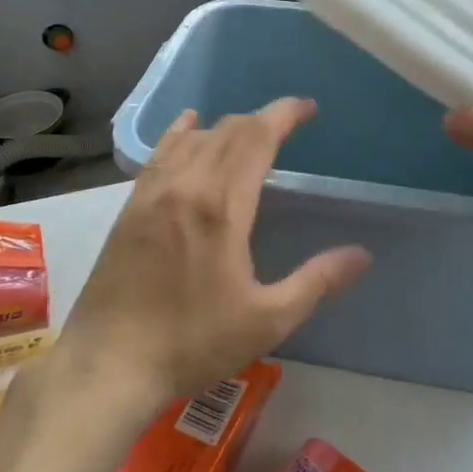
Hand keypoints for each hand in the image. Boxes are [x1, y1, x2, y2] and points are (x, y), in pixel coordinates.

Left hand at [59, 98, 370, 405]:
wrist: (110, 363)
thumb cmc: (194, 342)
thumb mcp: (267, 320)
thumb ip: (317, 281)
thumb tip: (362, 254)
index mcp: (223, 205)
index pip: (257, 137)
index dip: (284, 114)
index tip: (308, 107)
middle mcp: (187, 184)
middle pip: (229, 131)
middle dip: (261, 120)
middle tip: (286, 126)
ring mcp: (154, 192)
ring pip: (196, 138)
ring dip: (226, 127)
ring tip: (248, 134)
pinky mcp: (131, 205)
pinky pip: (161, 152)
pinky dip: (182, 132)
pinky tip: (189, 126)